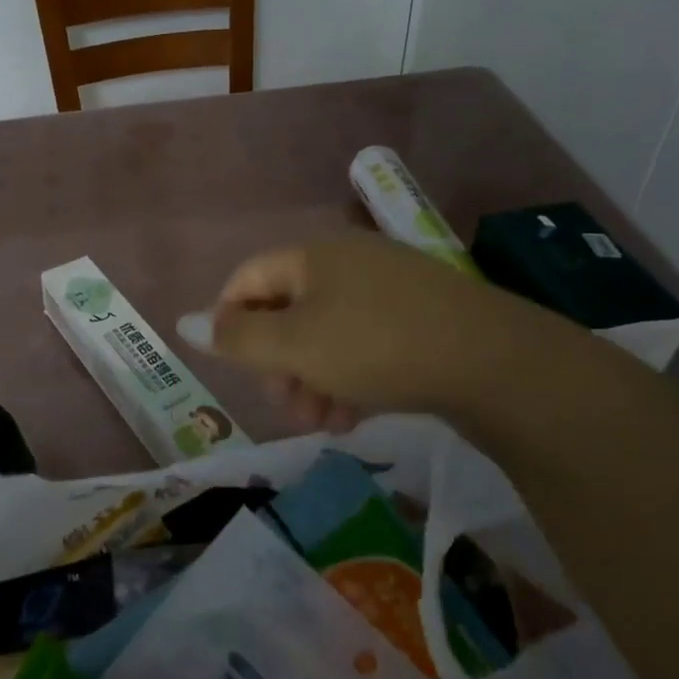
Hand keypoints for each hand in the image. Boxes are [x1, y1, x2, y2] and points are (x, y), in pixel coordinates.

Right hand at [180, 231, 508, 431]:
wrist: (496, 361)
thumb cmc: (377, 345)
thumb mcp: (295, 346)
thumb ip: (236, 338)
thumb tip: (182, 322)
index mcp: (312, 255)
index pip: (247, 279)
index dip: (229, 323)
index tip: (237, 371)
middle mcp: (347, 261)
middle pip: (288, 311)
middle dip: (278, 364)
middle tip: (287, 407)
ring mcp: (388, 287)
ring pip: (326, 334)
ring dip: (313, 379)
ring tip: (323, 422)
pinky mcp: (419, 316)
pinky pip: (364, 343)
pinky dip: (349, 377)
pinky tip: (355, 416)